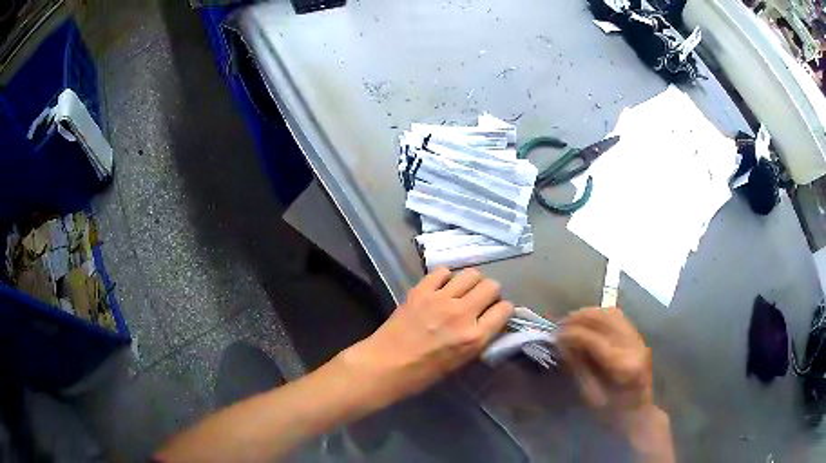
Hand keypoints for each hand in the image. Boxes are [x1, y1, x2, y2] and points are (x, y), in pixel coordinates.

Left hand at [338, 267, 512, 409]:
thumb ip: (478, 339)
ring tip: (462, 292)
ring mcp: (441, 298)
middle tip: (480, 302)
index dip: (503, 310)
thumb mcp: (461, 362)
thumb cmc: (423, 374)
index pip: (505, 309)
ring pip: (471, 273)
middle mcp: (462, 313)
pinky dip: (446, 278)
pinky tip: (441, 288)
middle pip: (491, 286)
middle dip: (490, 293)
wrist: (385, 365)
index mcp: (475, 336)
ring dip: (471, 283)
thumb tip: (488, 322)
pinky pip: (443, 272)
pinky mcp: (421, 290)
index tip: (496, 314)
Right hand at [559, 307, 672, 460]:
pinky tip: (588, 320)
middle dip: (579, 319)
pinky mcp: (638, 336)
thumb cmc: (613, 412)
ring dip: (589, 313)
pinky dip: (600, 314)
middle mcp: (633, 346)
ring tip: (571, 320)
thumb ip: (578, 367)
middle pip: (604, 319)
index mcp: (623, 366)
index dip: (572, 334)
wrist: (639, 411)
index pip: (594, 339)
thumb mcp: (591, 396)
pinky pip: (618, 317)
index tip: (555, 336)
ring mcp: (638, 339)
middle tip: (560, 325)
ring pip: (611, 313)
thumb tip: (562, 343)